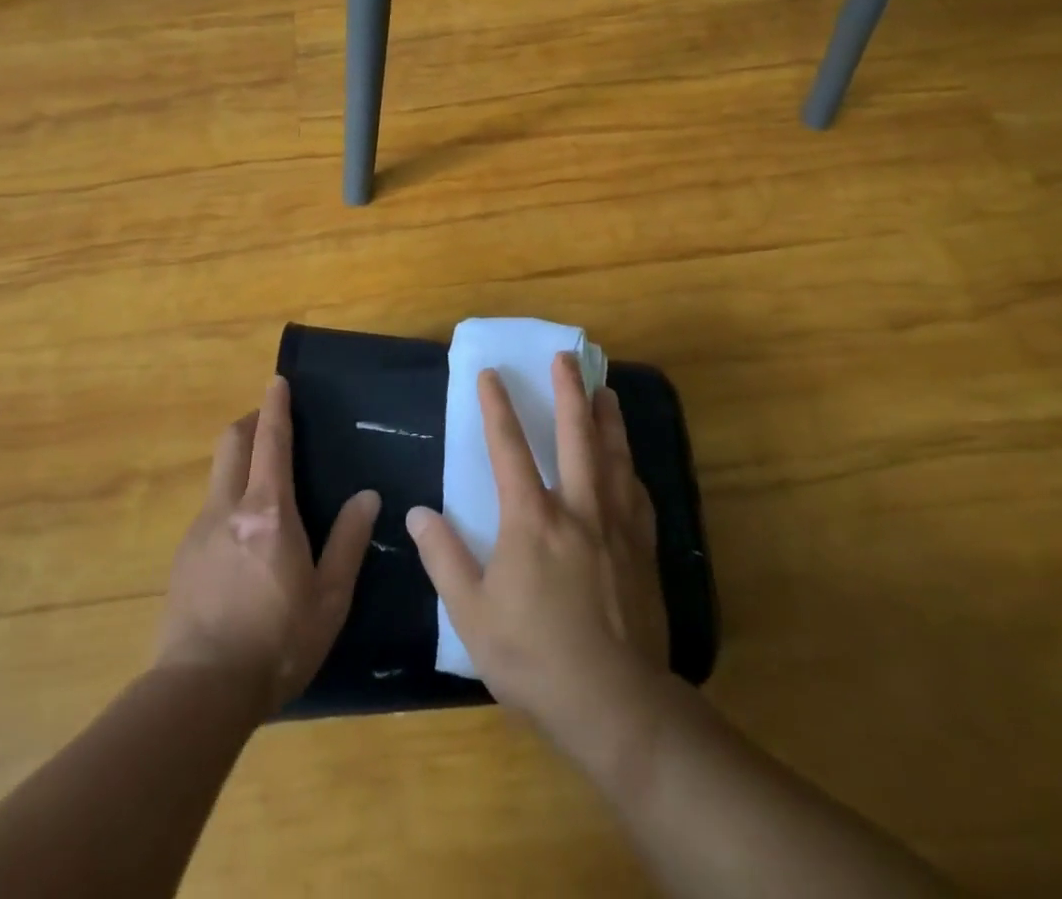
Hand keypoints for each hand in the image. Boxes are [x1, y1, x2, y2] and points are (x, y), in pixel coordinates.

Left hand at [156, 376, 379, 712]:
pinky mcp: (182, 559)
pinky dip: (227, 500)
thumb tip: (367, 496)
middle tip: (270, 422)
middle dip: (249, 422)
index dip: (275, 407)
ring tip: (262, 484)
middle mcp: (228, 509)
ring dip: (238, 461)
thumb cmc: (277, 643)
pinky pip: (209, 511)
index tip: (277, 381)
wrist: (200, 693)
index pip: (271, 441)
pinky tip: (242, 538)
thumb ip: (348, 542)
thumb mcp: (329, 598)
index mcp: (268, 512)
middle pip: (231, 443)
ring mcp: (199, 532)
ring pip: (217, 476)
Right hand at [406, 354, 668, 737]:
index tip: (490, 373)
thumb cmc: (535, 658)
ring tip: (606, 391)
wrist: (616, 704)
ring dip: (608, 419)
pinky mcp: (643, 551)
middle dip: (569, 392)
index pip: (509, 448)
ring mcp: (616, 528)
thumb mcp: (473, 615)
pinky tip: (630, 464)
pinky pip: (638, 496)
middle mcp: (578, 509)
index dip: (498, 407)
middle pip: (575, 436)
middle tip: (567, 358)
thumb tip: (419, 513)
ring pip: (614, 457)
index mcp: (532, 520)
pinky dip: (631, 469)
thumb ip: (444, 558)